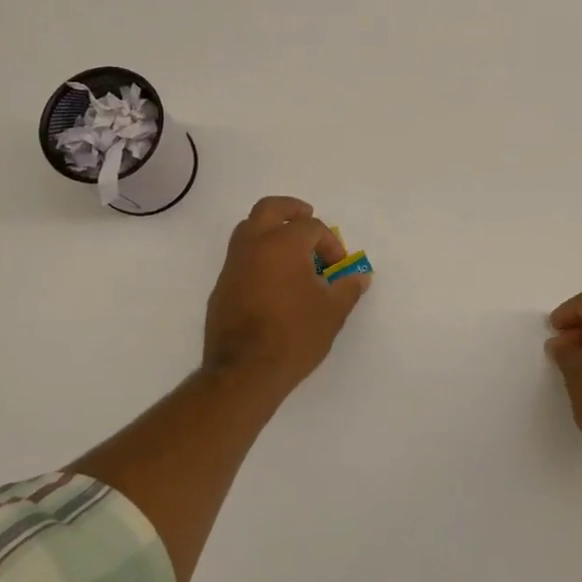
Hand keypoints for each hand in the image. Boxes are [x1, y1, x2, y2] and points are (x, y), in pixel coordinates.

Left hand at [203, 196, 369, 394]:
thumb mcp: (332, 312)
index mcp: (282, 244)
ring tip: (291, 250)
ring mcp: (232, 265)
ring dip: (270, 230)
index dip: (330, 243)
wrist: (244, 371)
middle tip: (307, 216)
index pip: (311, 227)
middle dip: (291, 210)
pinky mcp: (222, 286)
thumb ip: (347, 288)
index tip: (337, 267)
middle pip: (270, 209)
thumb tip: (359, 276)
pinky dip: (258, 255)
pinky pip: (241, 257)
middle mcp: (253, 245)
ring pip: (249, 229)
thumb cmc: (294, 336)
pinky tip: (274, 280)